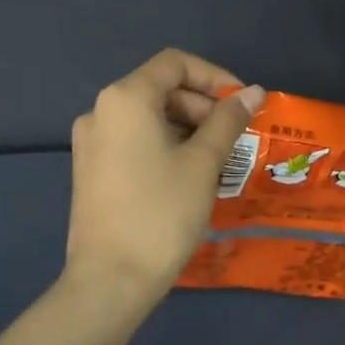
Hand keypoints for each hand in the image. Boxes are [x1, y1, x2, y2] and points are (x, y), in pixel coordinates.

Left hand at [64, 49, 264, 306]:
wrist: (110, 280)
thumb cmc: (162, 212)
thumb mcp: (203, 162)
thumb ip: (228, 120)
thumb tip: (254, 92)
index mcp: (126, 99)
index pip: (175, 63)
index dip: (215, 76)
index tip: (242, 104)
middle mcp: (101, 110)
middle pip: (161, 88)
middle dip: (202, 106)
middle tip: (233, 138)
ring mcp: (91, 141)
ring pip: (149, 116)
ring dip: (188, 127)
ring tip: (217, 159)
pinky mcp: (91, 168)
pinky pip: (134, 139)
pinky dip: (166, 144)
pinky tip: (189, 174)